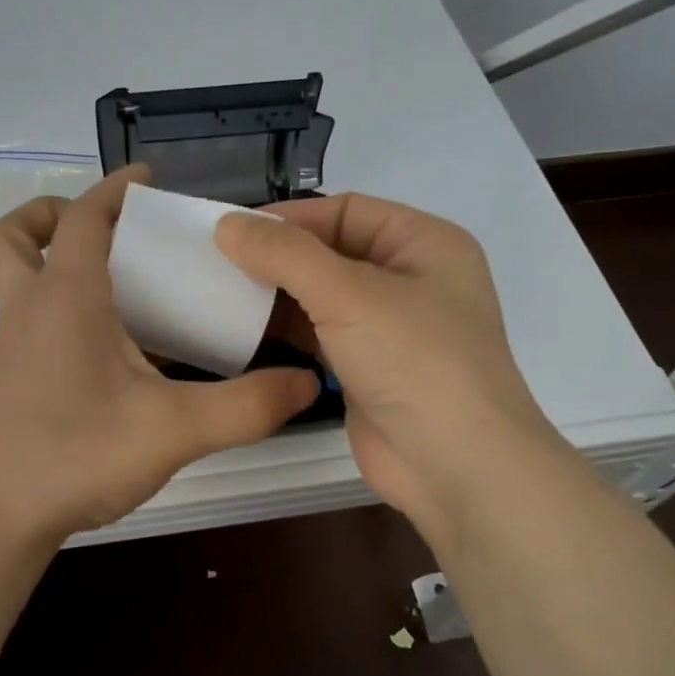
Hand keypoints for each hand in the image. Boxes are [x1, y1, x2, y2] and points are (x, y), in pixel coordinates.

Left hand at [0, 168, 319, 546]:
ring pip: (15, 276)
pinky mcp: (9, 377)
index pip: (85, 217)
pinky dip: (58, 305)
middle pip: (17, 236)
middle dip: (55, 214)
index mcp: (66, 297)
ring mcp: (12, 345)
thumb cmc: (77, 455)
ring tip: (117, 283)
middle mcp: (29, 309)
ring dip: (52, 259)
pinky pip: (29, 316)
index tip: (148, 178)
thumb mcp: (174, 429)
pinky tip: (108, 347)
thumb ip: (246, 406)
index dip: (115, 188)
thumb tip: (305, 383)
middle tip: (109, 231)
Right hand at [215, 193, 561, 552]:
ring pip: (324, 295)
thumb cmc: (413, 360)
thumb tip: (226, 224)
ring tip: (222, 294)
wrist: (456, 465)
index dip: (290, 218)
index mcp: (424, 243)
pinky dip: (288, 330)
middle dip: (280, 257)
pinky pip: (322, 335)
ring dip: (279, 294)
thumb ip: (284, 254)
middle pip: (333, 251)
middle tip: (218, 263)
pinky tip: (246, 331)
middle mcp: (411, 278)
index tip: (231, 231)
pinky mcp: (371, 368)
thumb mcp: (347, 293)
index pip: (346, 210)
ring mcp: (392, 328)